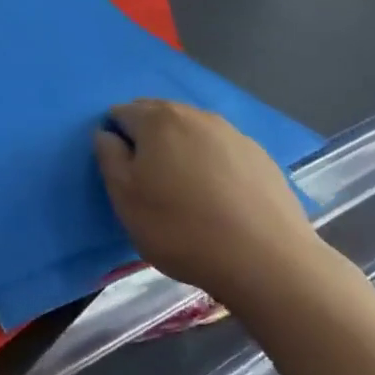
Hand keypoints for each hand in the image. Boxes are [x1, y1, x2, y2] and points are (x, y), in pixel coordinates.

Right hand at [94, 99, 317, 304]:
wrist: (267, 262)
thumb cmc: (180, 229)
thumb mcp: (124, 198)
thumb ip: (108, 157)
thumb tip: (107, 134)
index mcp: (157, 120)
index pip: (121, 113)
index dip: (115, 139)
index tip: (122, 173)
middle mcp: (195, 115)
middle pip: (158, 116)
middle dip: (147, 140)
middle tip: (149, 183)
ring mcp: (233, 134)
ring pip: (192, 132)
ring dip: (180, 151)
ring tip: (184, 192)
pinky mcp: (261, 157)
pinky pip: (221, 151)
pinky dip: (211, 165)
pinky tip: (217, 199)